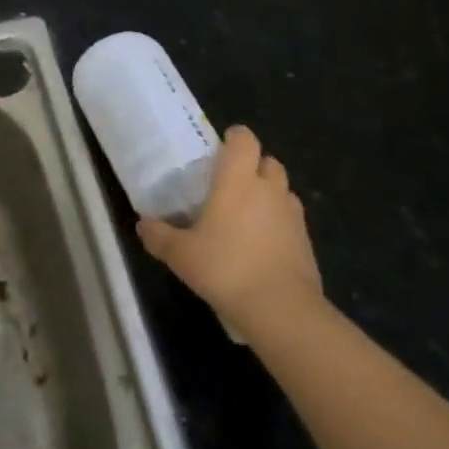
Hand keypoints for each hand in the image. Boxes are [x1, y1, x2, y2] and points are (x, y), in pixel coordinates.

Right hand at [137, 125, 321, 336]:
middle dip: (253, 167)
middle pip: (268, 161)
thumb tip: (142, 224)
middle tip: (230, 185)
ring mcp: (292, 215)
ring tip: (246, 216)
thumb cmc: (226, 268)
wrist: (281, 310)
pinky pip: (292, 220)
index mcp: (238, 180)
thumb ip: (159, 236)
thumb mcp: (181, 255)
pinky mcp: (306, 242)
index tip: (219, 150)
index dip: (234, 138)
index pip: (244, 139)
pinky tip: (262, 246)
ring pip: (283, 190)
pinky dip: (279, 224)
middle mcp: (269, 189)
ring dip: (269, 195)